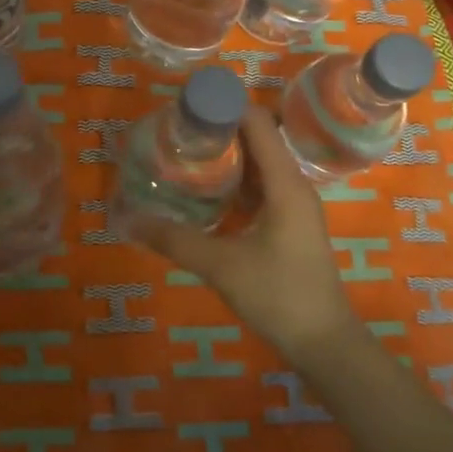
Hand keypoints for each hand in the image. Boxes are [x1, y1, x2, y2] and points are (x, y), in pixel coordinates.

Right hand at [129, 105, 361, 365]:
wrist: (325, 344)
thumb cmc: (279, 296)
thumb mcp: (221, 266)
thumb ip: (174, 240)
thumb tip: (127, 220)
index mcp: (285, 183)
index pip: (257, 122)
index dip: (224, 106)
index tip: (185, 107)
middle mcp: (293, 185)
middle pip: (257, 139)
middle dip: (218, 130)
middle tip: (175, 133)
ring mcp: (294, 205)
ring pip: (258, 164)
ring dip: (226, 157)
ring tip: (185, 156)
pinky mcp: (290, 224)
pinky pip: (261, 187)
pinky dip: (234, 182)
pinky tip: (206, 194)